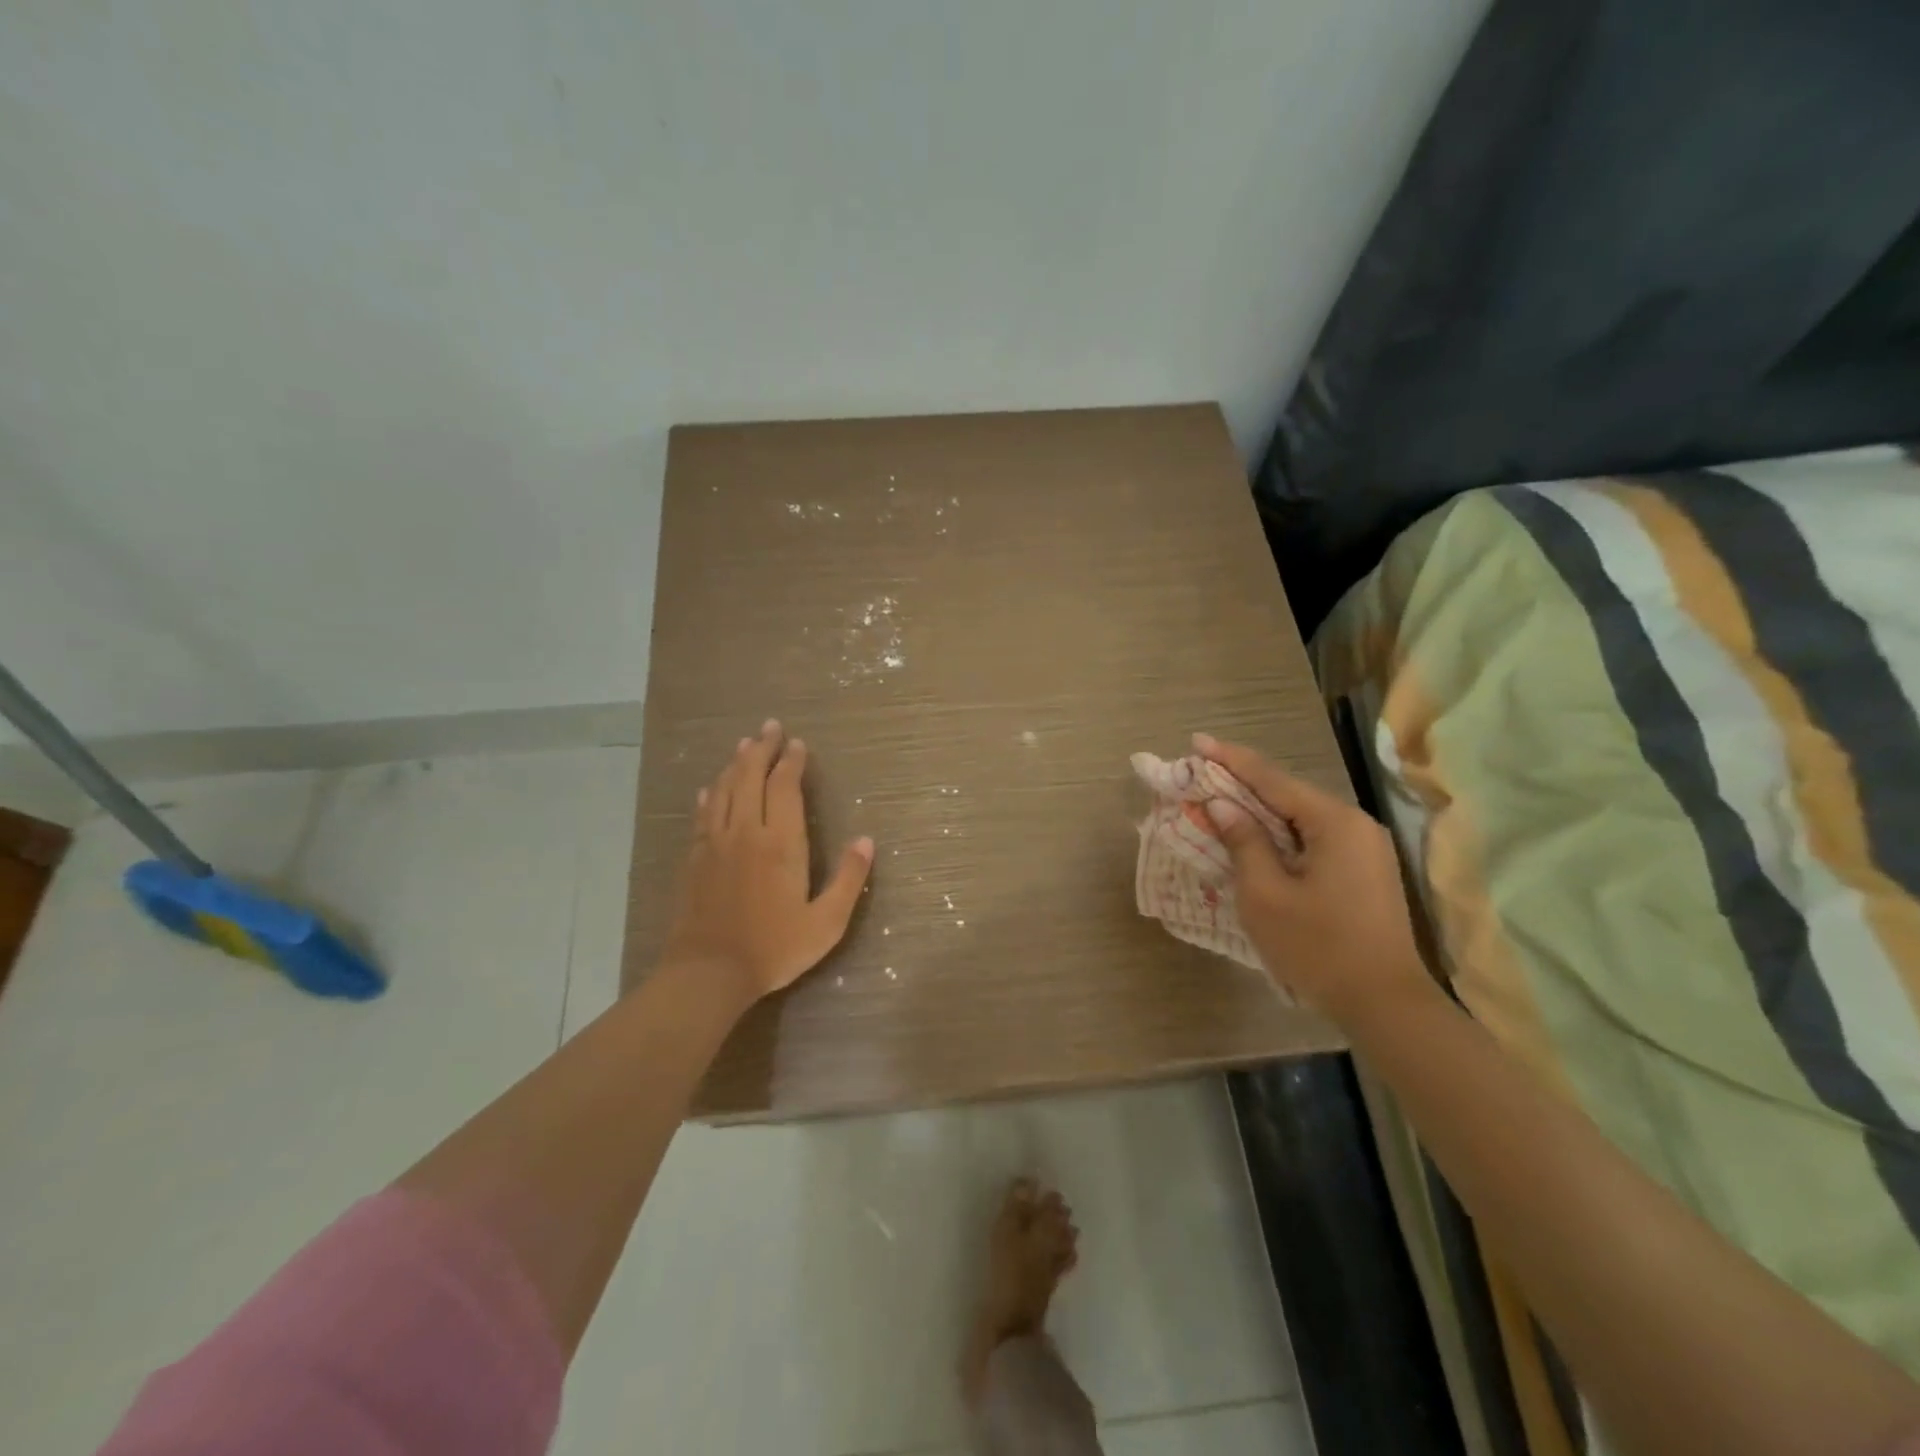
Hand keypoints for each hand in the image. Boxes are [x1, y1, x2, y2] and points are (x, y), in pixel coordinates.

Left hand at [662, 720, 873, 1003]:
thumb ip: (848, 879)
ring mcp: (715, 843)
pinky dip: (710, 794)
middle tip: (770, 727)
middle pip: (750, 777)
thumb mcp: (825, 922)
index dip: (792, 762)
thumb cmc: (773, 948)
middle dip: (762, 748)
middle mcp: (745, 832)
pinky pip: (703, 814)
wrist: (708, 973)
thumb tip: (866, 840)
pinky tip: (710, 787)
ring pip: (724, 789)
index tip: (798, 744)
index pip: (785, 788)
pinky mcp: (694, 858)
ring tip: (744, 744)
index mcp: (780, 843)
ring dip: (736, 763)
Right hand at [1194, 733, 1428, 1024]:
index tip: (1197, 741)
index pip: (1273, 779)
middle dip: (1243, 783)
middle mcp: (1355, 825)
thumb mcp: (1266, 894)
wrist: (1385, 1004)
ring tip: (1220, 800)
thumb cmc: (1318, 947)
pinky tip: (1255, 838)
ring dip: (1260, 810)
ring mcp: (1365, 849)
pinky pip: (1313, 839)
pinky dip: (1280, 834)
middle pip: (1289, 794)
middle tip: (1202, 772)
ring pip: (1301, 818)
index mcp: (1334, 823)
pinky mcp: (1364, 872)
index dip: (1231, 760)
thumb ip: (1243, 842)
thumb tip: (1222, 805)